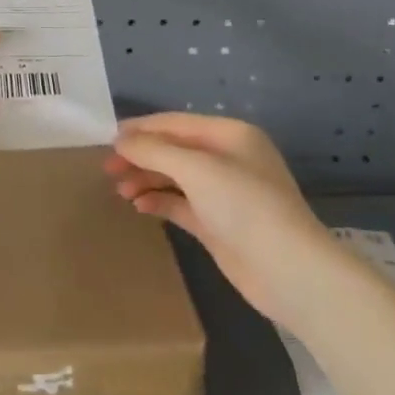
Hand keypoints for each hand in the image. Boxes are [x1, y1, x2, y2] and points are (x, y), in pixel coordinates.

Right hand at [106, 112, 327, 319]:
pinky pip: (180, 204)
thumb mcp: (195, 169)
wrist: (288, 271)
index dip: (141, 129)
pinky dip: (159, 201)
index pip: (175, 123)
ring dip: (146, 179)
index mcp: (229, 135)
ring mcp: (223, 193)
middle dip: (140, 156)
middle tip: (107, 169)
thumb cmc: (244, 206)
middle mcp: (227, 159)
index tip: (107, 139)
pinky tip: (139, 205)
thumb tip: (120, 140)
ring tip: (120, 191)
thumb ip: (154, 151)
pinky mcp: (217, 224)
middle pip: (173, 150)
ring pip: (174, 177)